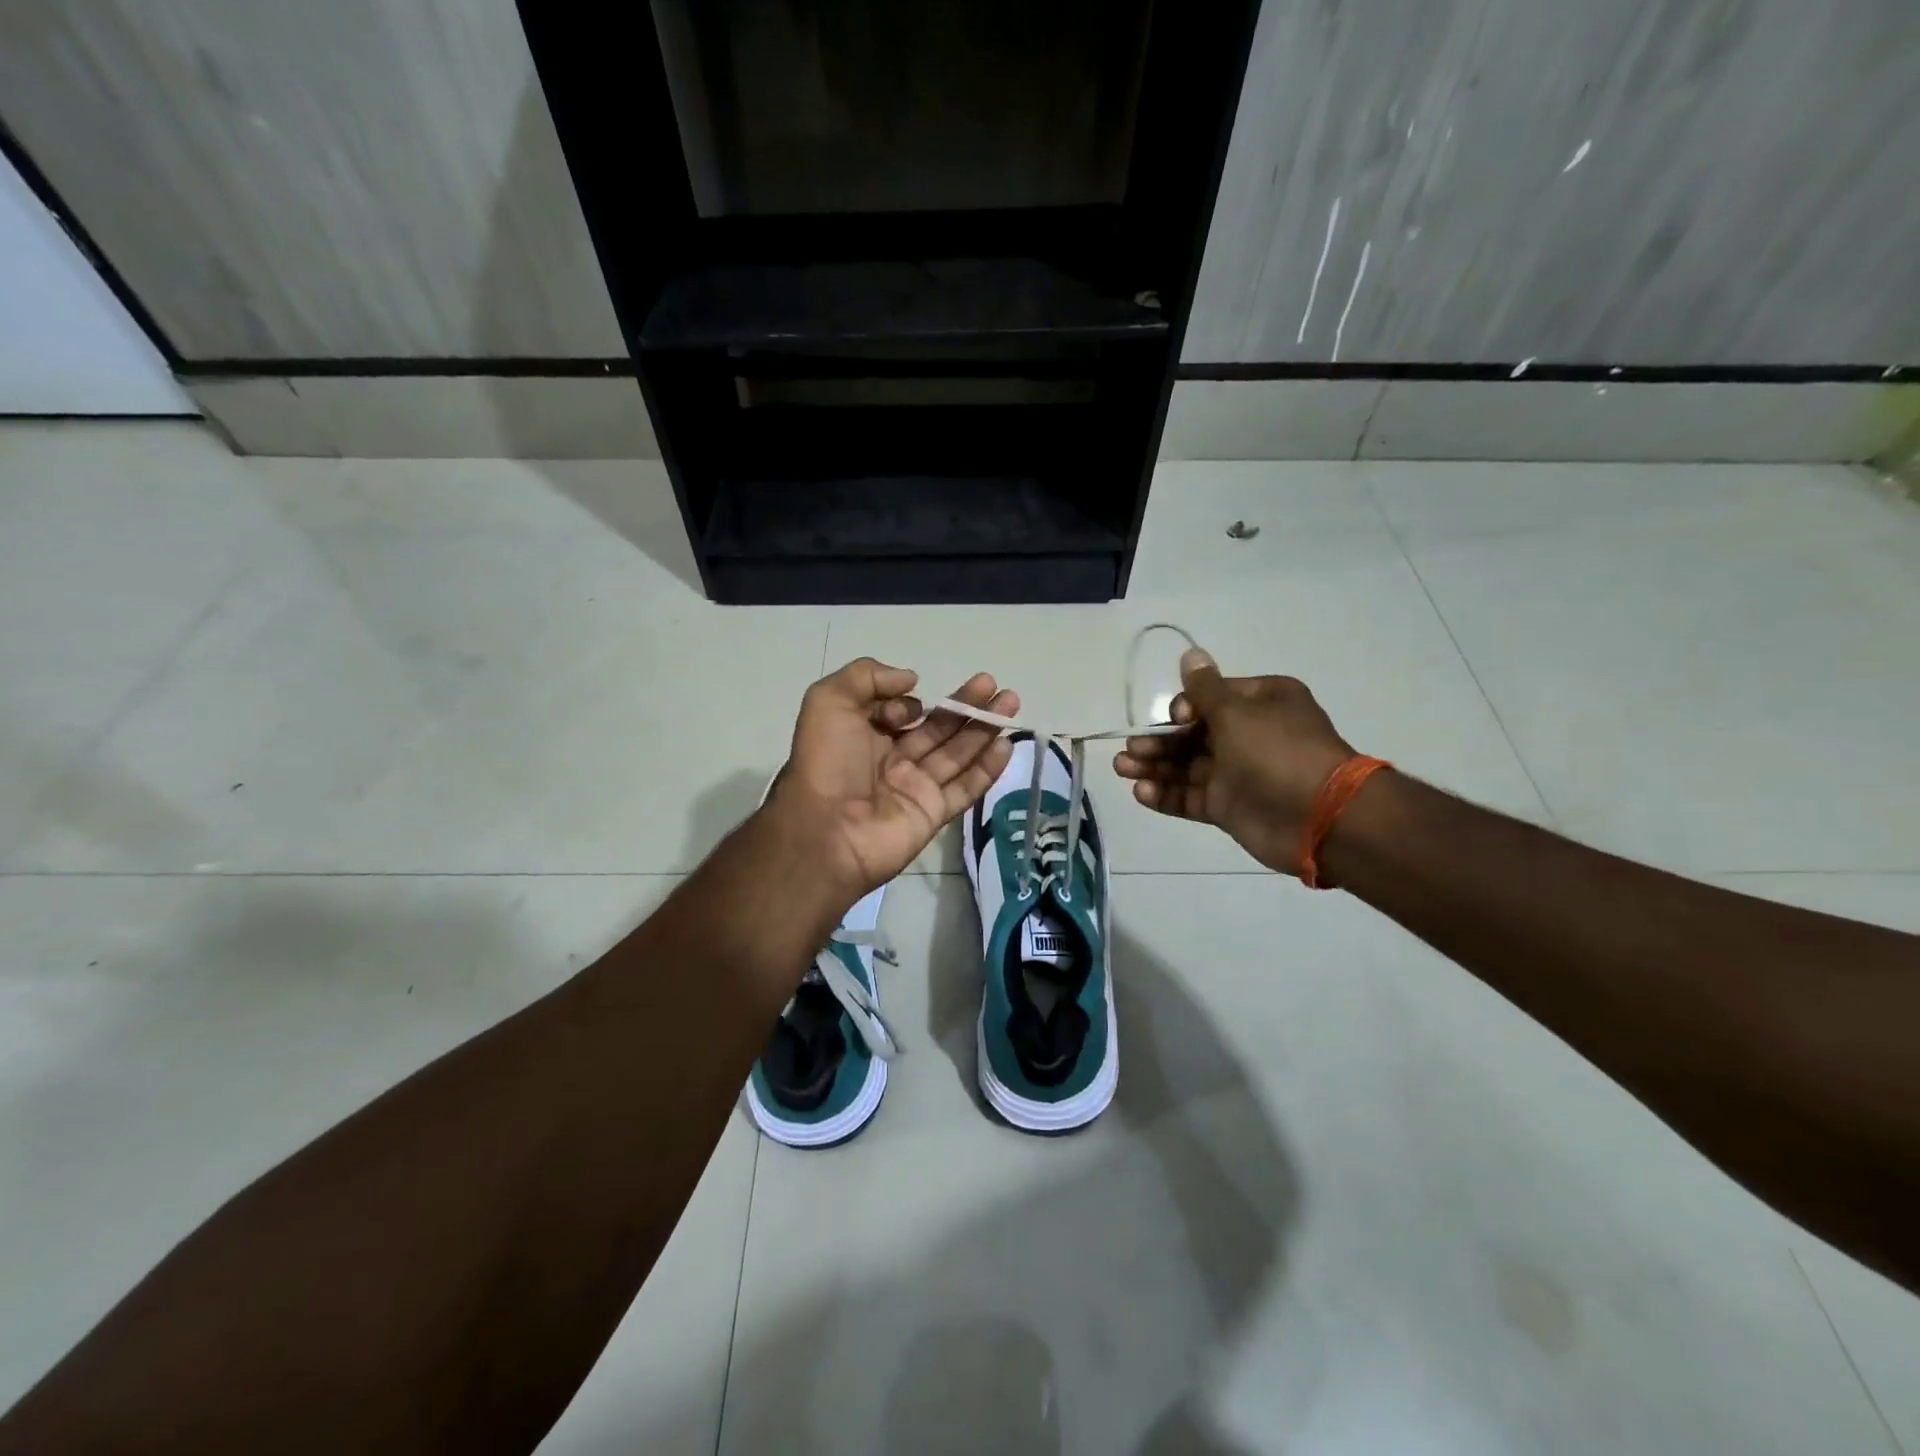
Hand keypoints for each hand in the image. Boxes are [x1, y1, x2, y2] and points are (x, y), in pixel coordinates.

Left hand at [772, 658, 1017, 896]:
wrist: (826, 832)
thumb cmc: (826, 763)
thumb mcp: (828, 701)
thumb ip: (866, 676)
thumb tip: (912, 681)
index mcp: (864, 736)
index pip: (900, 712)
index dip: (908, 703)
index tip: (910, 705)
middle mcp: (892, 760)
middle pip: (938, 728)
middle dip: (966, 705)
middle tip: (994, 684)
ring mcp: (915, 788)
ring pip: (957, 753)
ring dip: (984, 728)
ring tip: (1011, 702)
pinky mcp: (933, 813)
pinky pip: (965, 788)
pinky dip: (987, 768)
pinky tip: (1006, 745)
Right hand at [1113, 647, 1355, 875]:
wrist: (1320, 818)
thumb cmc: (1277, 752)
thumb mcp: (1237, 712)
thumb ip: (1204, 689)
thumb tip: (1190, 653)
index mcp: (1261, 703)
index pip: (1211, 698)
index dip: (1185, 708)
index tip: (1176, 720)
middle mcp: (1249, 735)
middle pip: (1192, 734)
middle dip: (1159, 741)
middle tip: (1130, 750)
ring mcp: (1238, 774)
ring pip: (1187, 767)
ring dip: (1154, 766)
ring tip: (1121, 768)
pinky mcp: (1229, 807)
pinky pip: (1191, 797)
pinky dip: (1166, 794)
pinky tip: (1140, 792)